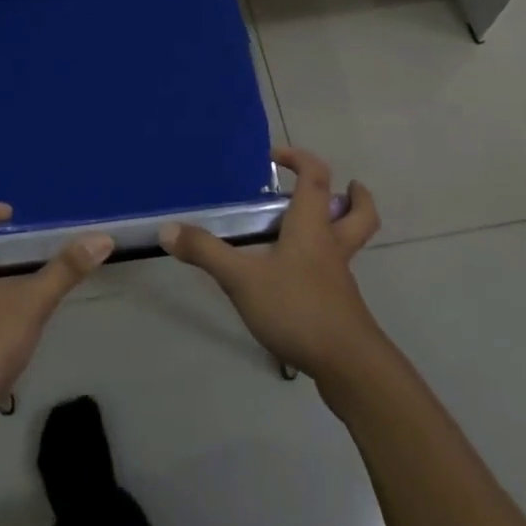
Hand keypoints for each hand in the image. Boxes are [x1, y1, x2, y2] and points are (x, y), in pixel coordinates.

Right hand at [159, 148, 381, 383]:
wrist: (349, 368)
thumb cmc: (297, 308)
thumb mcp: (242, 279)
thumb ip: (206, 252)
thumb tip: (167, 229)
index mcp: (311, 226)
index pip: (315, 177)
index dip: (300, 158)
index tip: (275, 157)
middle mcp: (331, 246)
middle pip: (358, 213)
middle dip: (354, 196)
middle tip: (343, 188)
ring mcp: (340, 279)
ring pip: (351, 244)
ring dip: (340, 230)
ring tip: (312, 233)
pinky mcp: (342, 308)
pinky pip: (338, 276)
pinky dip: (325, 268)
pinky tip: (298, 282)